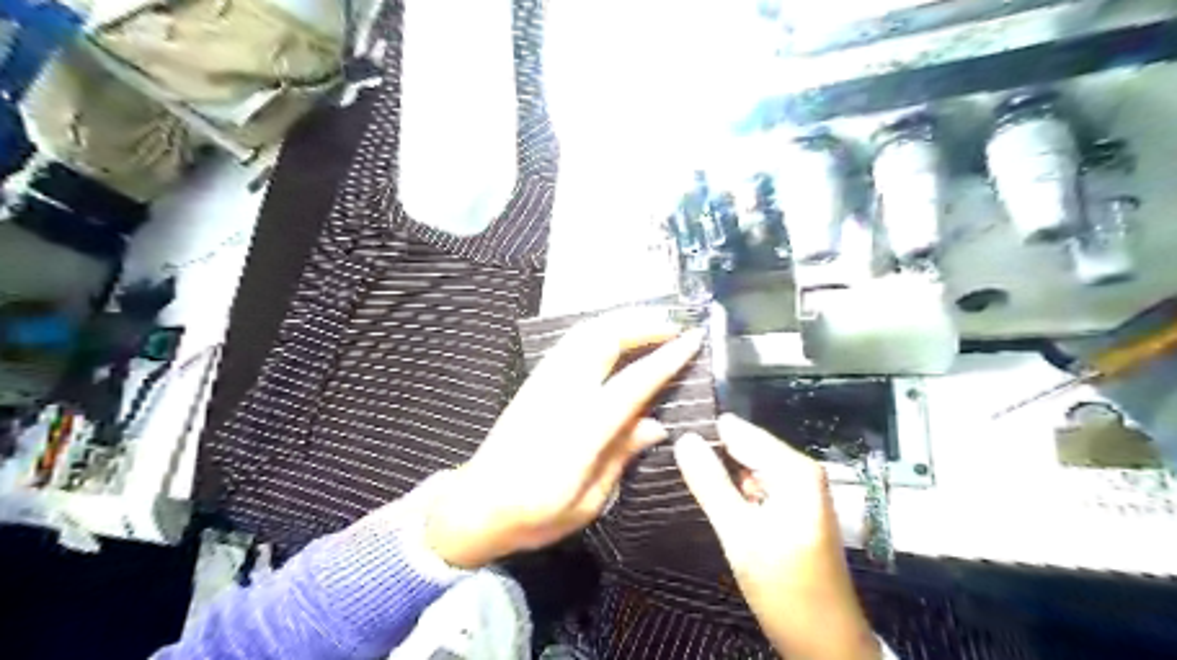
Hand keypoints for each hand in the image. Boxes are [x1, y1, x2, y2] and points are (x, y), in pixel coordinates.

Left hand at [426, 307, 700, 569]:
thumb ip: (621, 455)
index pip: (631, 382)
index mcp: (580, 430)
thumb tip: (657, 425)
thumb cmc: (535, 514)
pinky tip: (615, 335)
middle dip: (643, 323)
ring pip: (584, 333)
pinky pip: (571, 342)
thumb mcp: (588, 501)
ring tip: (653, 321)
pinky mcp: (534, 381)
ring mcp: (543, 382)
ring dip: (621, 320)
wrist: (476, 505)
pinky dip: (599, 329)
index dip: (666, 358)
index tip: (693, 340)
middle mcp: (561, 394)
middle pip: (603, 339)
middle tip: (677, 323)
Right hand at [676, 417, 876, 659]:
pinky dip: (733, 490)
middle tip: (675, 463)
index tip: (671, 438)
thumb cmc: (786, 588)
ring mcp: (797, 490)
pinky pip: (754, 485)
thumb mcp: (739, 534)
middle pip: (744, 446)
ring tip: (686, 477)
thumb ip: (710, 484)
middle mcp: (799, 471)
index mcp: (794, 469)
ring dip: (720, 472)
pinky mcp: (791, 508)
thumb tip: (684, 439)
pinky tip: (713, 498)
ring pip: (746, 467)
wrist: (826, 643)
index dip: (704, 433)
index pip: (738, 429)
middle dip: (711, 453)